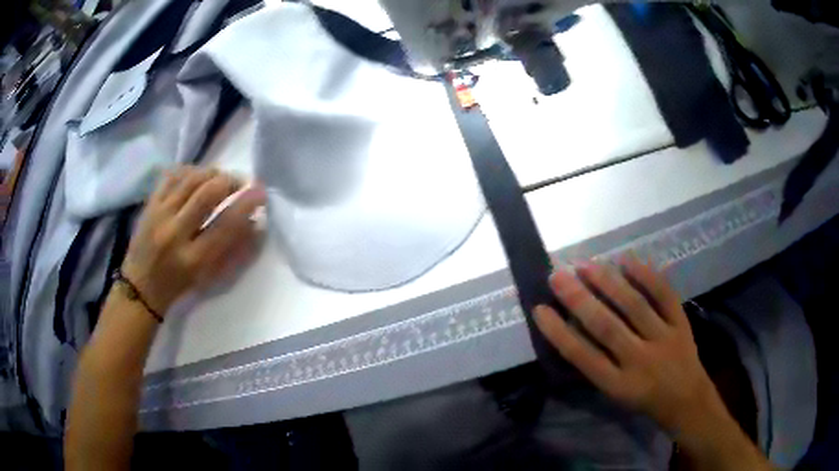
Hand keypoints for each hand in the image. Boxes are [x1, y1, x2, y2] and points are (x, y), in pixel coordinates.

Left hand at [121, 166, 265, 316]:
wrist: (141, 286)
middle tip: (241, 183)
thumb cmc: (179, 285)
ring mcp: (159, 215)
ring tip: (221, 178)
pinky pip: (172, 175)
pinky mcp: (149, 204)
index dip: (247, 204)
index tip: (261, 192)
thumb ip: (233, 251)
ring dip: (212, 173)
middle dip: (230, 181)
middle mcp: (174, 233)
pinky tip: (198, 176)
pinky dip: (189, 171)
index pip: (225, 224)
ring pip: (190, 179)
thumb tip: (255, 222)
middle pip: (207, 193)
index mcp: (193, 259)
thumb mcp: (208, 277)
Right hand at [534, 257, 722, 435]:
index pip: (584, 357)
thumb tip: (574, 327)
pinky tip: (625, 260)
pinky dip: (645, 275)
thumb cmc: (644, 400)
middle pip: (607, 327)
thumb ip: (598, 364)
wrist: (686, 399)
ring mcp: (663, 338)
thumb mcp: (616, 394)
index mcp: (619, 384)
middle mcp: (640, 361)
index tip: (540, 309)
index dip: (560, 333)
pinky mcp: (681, 323)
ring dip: (608, 282)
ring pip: (634, 306)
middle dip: (580, 300)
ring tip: (585, 264)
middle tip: (557, 276)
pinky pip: (663, 294)